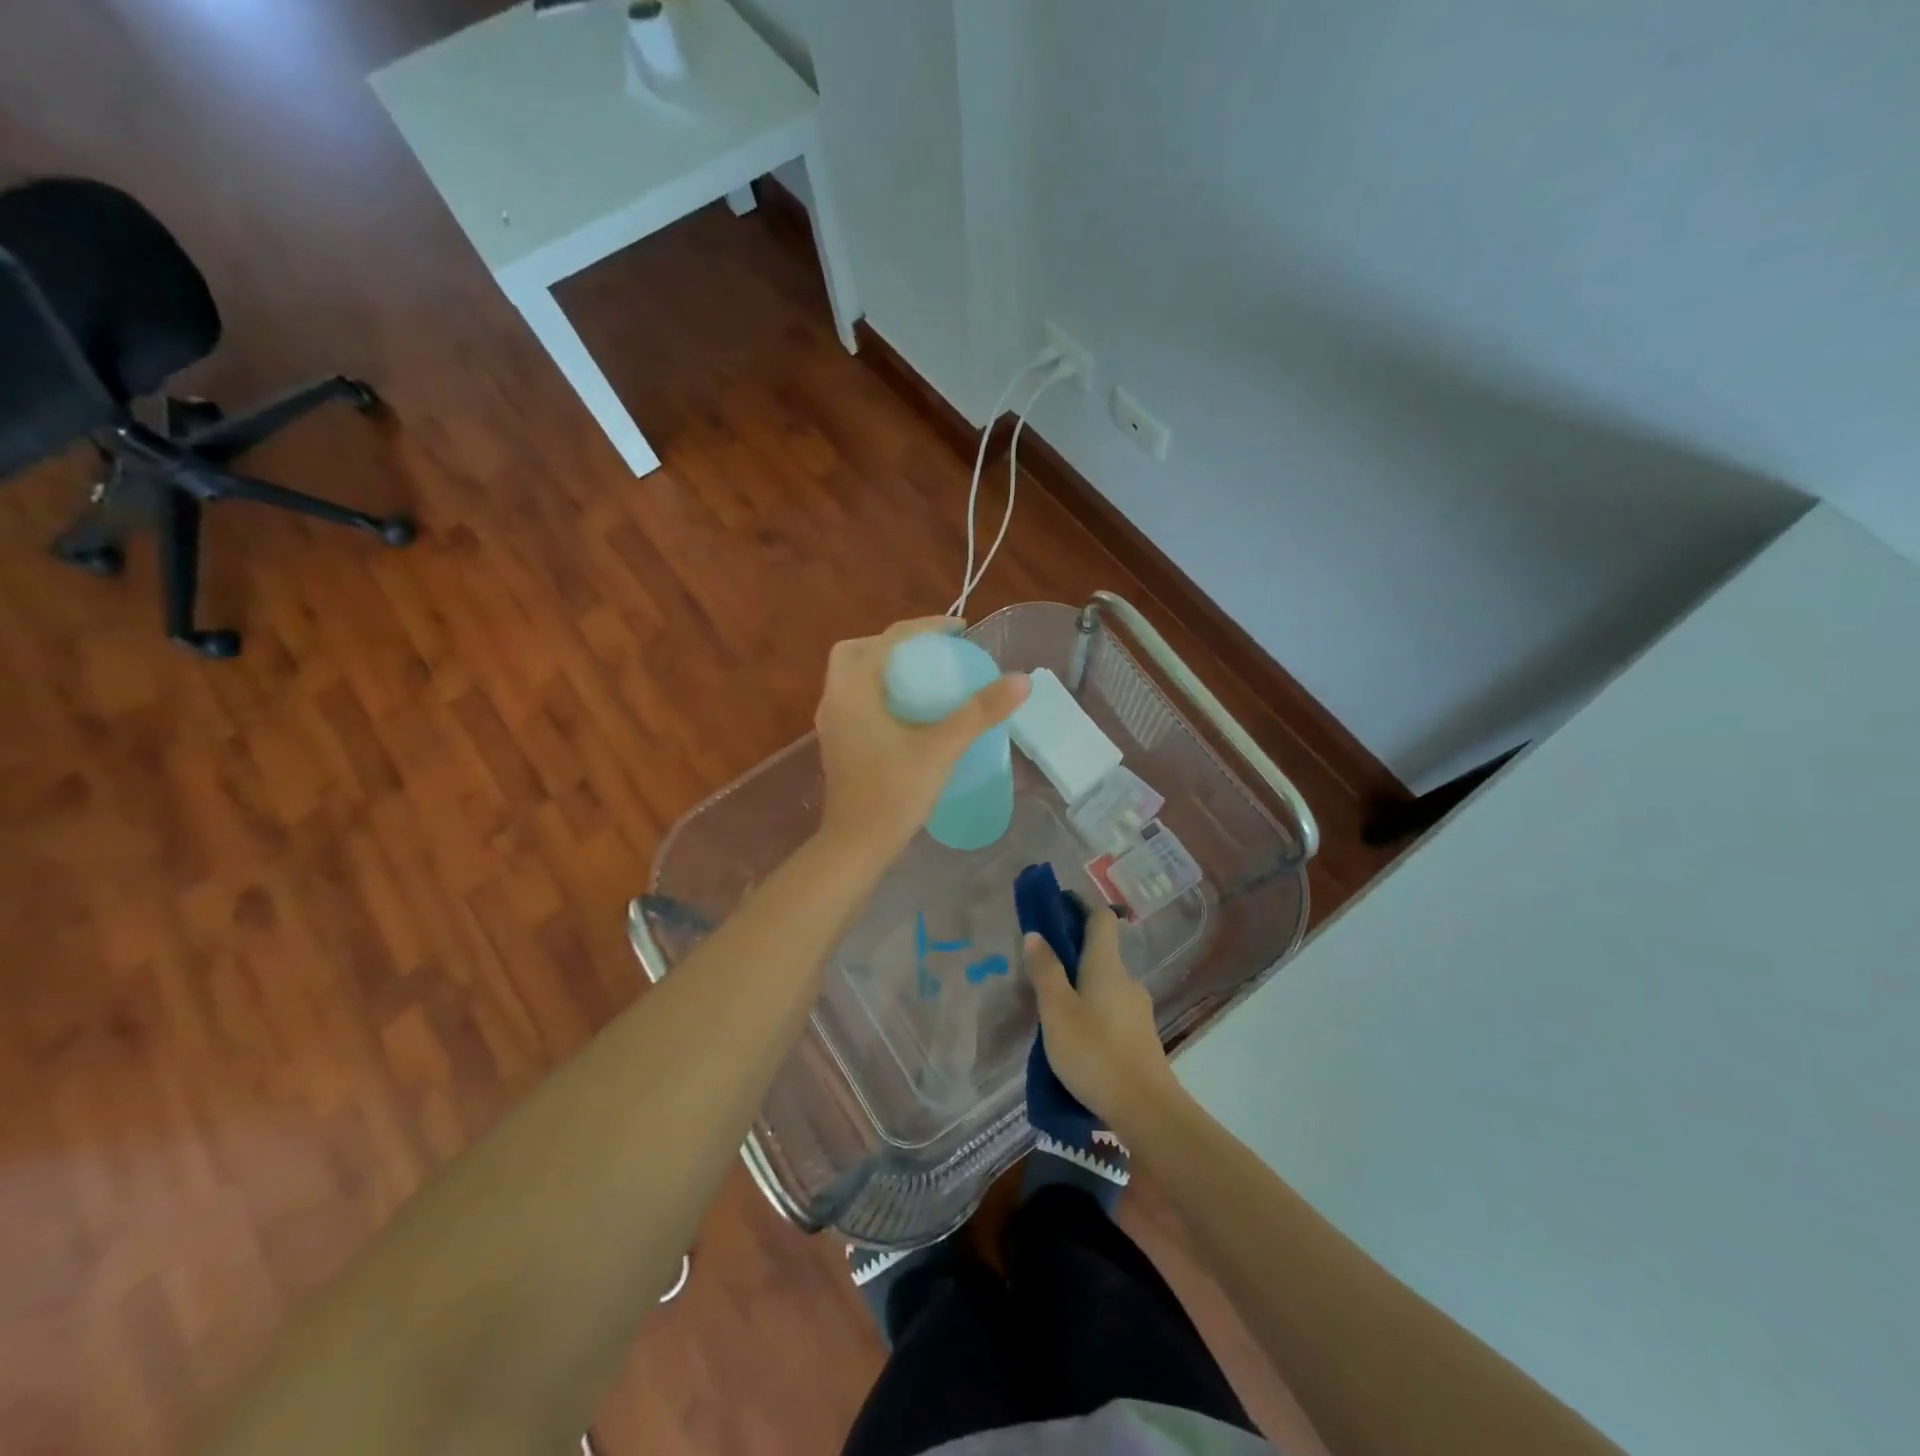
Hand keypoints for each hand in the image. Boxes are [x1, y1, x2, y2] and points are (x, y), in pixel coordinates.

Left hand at [813, 617, 1027, 865]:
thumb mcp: (941, 748)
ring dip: (886, 667)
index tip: (959, 630)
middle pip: (859, 651)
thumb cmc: (894, 793)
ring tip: (925, 675)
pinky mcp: (838, 743)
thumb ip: (979, 712)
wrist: (856, 846)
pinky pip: (856, 699)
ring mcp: (832, 723)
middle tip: (933, 652)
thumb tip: (1021, 679)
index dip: (925, 628)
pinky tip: (909, 711)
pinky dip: (879, 690)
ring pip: (854, 676)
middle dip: (895, 644)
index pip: (888, 640)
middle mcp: (834, 699)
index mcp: (853, 689)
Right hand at [1024, 905, 1179, 1137]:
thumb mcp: (1057, 1012)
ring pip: (1105, 984)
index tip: (1056, 907)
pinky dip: (1092, 1010)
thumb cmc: (1095, 1053)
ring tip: (1052, 1008)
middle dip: (1072, 953)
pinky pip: (1111, 1010)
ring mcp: (1138, 1009)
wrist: (1146, 1110)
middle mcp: (1127, 980)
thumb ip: (1045, 971)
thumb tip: (1035, 934)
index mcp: (1106, 966)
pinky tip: (1075, 1037)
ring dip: (1081, 986)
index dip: (1080, 906)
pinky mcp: (1140, 1037)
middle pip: (1100, 952)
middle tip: (1041, 968)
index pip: (1101, 918)